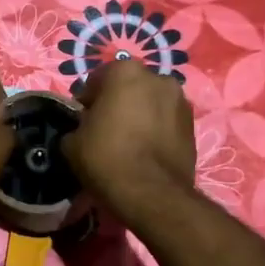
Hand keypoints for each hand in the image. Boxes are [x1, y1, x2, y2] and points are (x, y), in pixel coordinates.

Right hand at [61, 60, 196, 217]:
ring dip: (140, 115)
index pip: (97, 80)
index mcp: (125, 71)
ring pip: (151, 103)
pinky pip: (166, 122)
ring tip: (130, 143)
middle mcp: (157, 77)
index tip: (83, 122)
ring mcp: (180, 101)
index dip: (87, 102)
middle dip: (117, 103)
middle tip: (106, 130)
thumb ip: (77, 126)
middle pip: (129, 88)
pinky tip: (146, 152)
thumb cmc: (107, 158)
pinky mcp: (193, 125)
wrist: (152, 194)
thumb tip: (84, 130)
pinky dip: (157, 130)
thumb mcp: (72, 143)